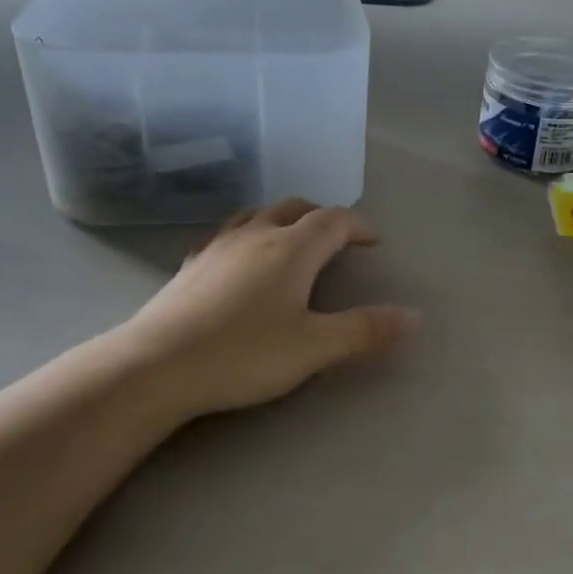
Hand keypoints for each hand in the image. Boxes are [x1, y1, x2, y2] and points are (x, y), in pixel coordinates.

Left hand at [118, 198, 420, 418]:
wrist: (158, 365)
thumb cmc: (244, 354)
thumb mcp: (314, 347)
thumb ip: (365, 330)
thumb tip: (415, 316)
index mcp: (291, 249)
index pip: (333, 221)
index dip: (358, 226)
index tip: (374, 242)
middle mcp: (255, 236)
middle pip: (294, 208)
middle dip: (322, 217)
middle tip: (338, 238)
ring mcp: (217, 248)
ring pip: (256, 215)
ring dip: (283, 219)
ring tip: (292, 241)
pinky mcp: (190, 266)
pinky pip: (226, 236)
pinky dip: (247, 237)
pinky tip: (240, 260)